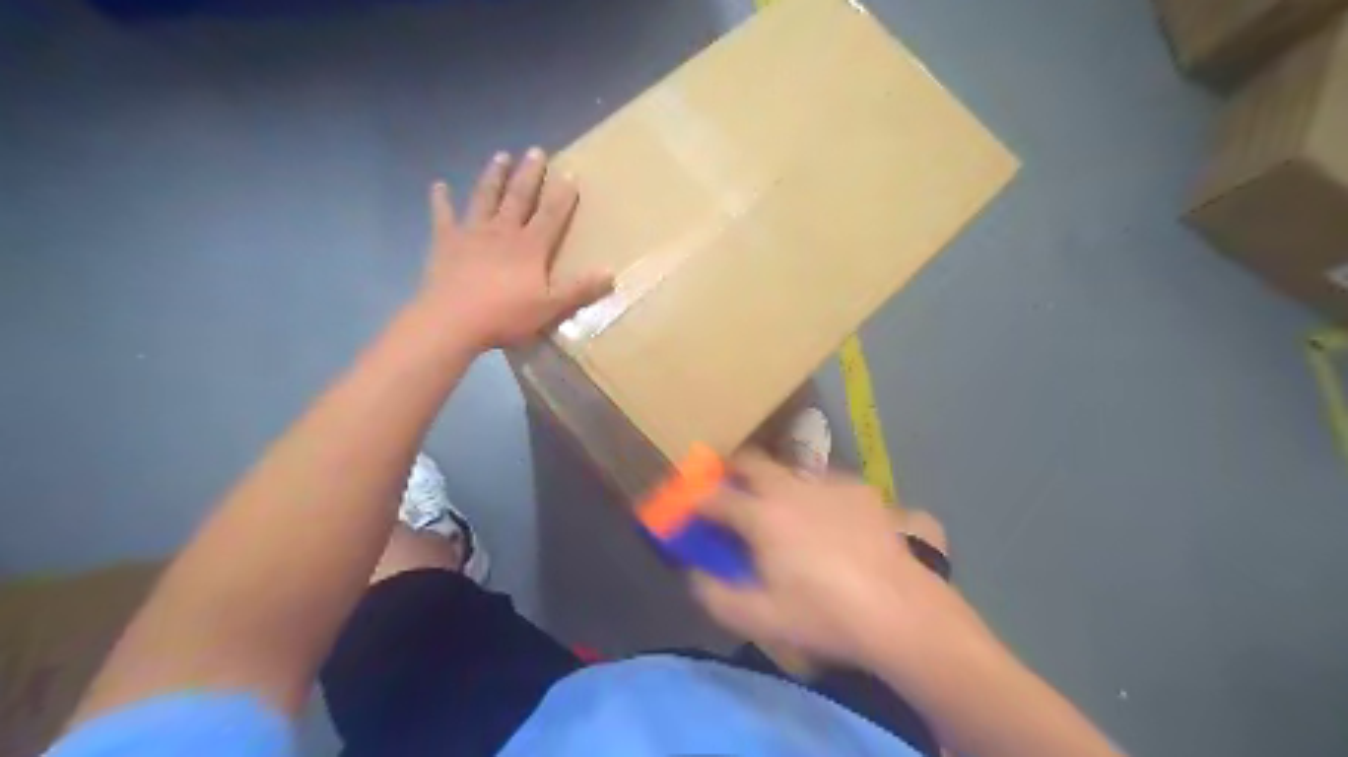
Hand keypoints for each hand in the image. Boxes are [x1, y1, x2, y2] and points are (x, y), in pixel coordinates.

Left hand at [413, 147, 615, 352]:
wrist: (453, 321)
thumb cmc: (505, 316)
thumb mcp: (550, 307)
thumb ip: (579, 289)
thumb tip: (610, 272)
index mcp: (530, 246)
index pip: (551, 214)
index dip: (562, 194)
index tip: (569, 173)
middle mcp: (503, 231)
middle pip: (519, 197)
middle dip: (529, 174)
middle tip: (535, 150)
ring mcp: (472, 233)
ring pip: (485, 197)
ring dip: (494, 176)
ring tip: (501, 156)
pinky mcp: (445, 242)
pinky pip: (443, 216)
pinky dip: (441, 200)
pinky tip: (439, 186)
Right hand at [694, 451, 979, 666]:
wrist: (901, 611)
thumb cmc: (823, 616)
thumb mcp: (760, 618)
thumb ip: (716, 594)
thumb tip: (696, 572)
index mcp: (762, 515)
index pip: (715, 496)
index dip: (696, 500)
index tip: (689, 507)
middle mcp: (791, 488)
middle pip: (750, 461)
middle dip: (732, 471)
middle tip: (730, 492)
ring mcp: (829, 484)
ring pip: (789, 469)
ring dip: (775, 482)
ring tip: (782, 510)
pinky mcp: (862, 490)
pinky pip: (825, 482)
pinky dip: (814, 494)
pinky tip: (828, 520)